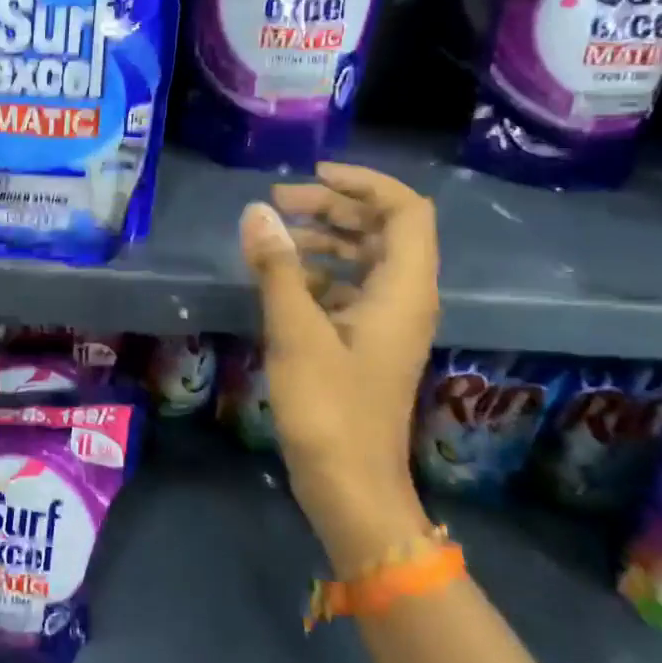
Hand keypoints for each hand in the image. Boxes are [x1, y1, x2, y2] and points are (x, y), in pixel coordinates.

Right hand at [240, 164, 439, 561]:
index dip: (364, 184)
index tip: (313, 176)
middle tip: (278, 203)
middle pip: (382, 230)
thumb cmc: (329, 407)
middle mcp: (404, 299)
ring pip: (363, 260)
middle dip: (333, 207)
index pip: (405, 211)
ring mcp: (386, 323)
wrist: (350, 486)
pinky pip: (348, 290)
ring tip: (275, 235)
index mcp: (403, 290)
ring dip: (323, 238)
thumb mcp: (296, 330)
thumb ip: (277, 267)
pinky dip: (317, 273)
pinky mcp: (365, 344)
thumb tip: (256, 212)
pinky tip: (280, 279)